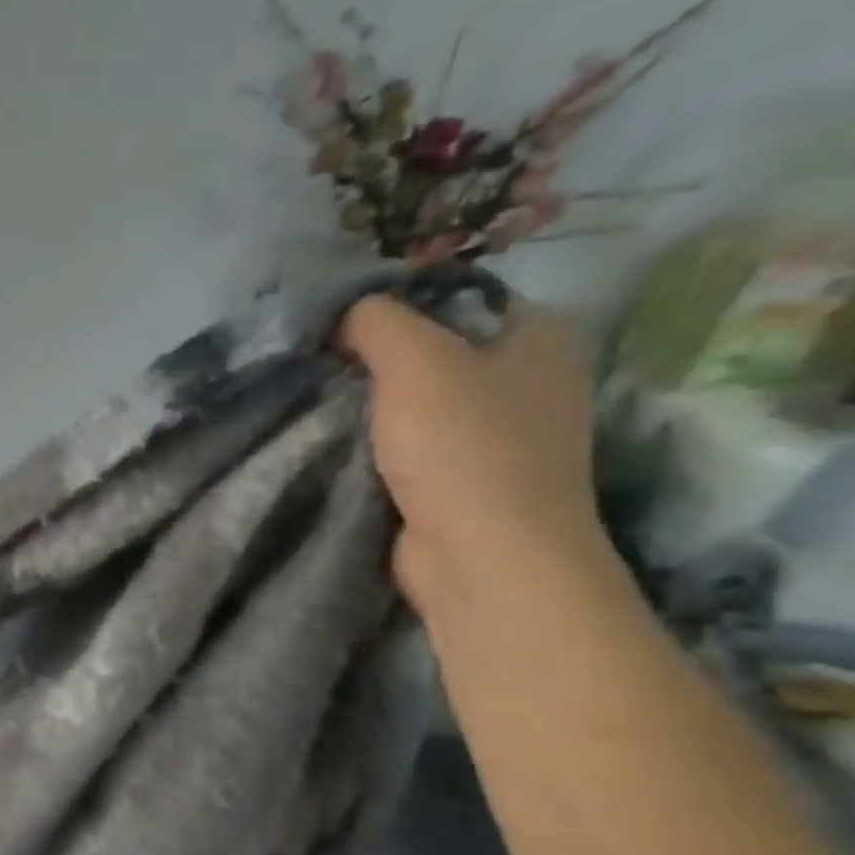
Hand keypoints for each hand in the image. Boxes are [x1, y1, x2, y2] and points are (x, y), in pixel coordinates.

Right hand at [339, 294, 612, 624]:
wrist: (483, 558)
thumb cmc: (462, 448)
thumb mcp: (414, 360)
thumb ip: (376, 320)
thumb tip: (345, 315)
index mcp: (537, 334)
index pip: (454, 296)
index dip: (392, 304)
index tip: (333, 325)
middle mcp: (529, 377)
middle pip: (433, 349)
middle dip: (373, 358)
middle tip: (317, 364)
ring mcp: (501, 434)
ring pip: (419, 400)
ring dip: (371, 404)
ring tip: (317, 402)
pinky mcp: (468, 479)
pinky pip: (413, 443)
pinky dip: (378, 442)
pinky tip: (338, 443)